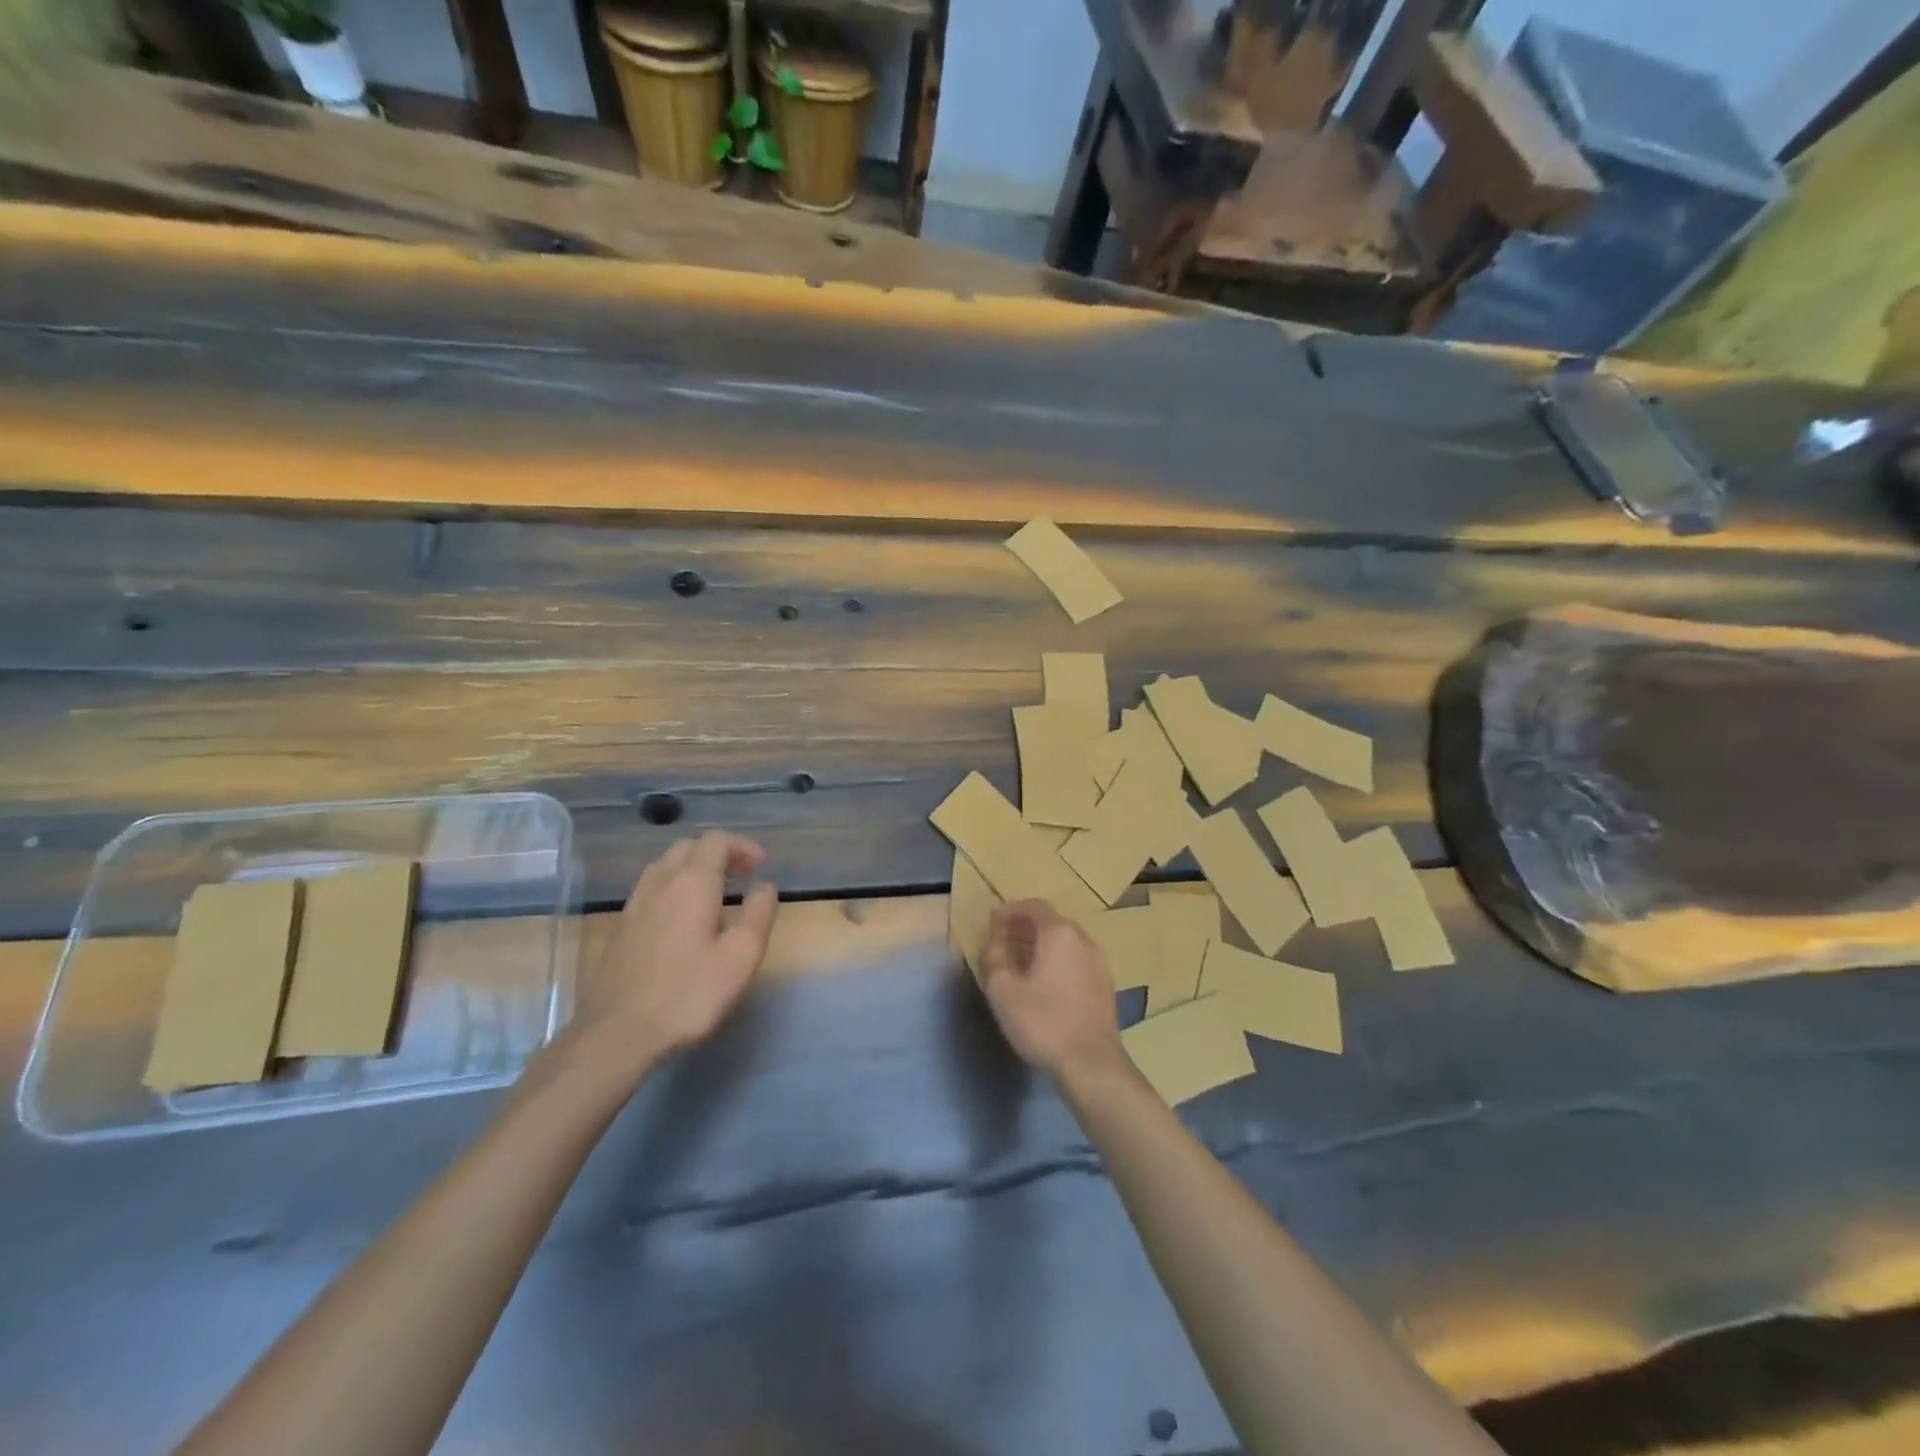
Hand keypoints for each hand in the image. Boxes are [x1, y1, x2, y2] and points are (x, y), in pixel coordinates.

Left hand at [565, 832, 778, 1082]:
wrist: (617, 1033)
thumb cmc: (689, 993)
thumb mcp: (742, 956)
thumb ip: (759, 913)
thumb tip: (765, 886)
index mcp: (692, 882)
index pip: (717, 841)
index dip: (742, 846)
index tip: (760, 867)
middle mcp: (660, 882)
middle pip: (689, 847)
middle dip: (719, 854)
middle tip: (742, 877)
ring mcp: (635, 904)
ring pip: (665, 865)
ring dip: (693, 868)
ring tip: (714, 894)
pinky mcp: (621, 927)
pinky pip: (651, 888)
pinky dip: (673, 887)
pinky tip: (682, 919)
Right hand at [977, 900, 1124, 1083]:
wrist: (1092, 1064)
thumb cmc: (1043, 1021)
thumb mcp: (1003, 991)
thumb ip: (994, 959)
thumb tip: (995, 944)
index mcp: (1060, 933)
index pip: (1034, 907)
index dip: (1011, 910)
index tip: (992, 919)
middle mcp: (1084, 940)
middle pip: (1052, 923)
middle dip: (1025, 927)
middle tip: (1002, 939)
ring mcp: (1099, 963)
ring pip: (1066, 943)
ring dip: (1041, 946)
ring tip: (1019, 961)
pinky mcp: (1105, 987)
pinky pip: (1076, 961)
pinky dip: (1057, 961)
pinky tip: (1043, 982)